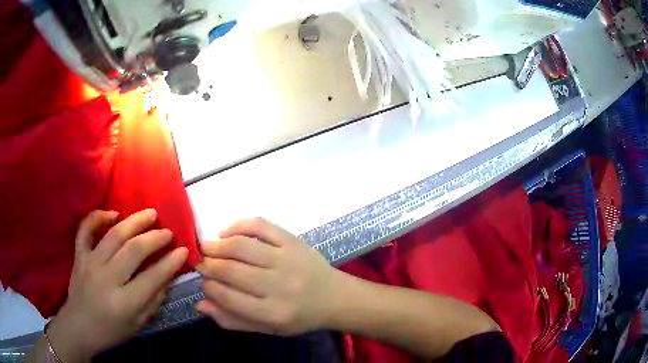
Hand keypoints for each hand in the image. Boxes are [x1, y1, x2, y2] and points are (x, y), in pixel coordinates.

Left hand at [47, 209, 187, 361]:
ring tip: (151, 214)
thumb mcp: (137, 325)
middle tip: (168, 232)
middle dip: (155, 238)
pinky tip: (113, 213)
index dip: (170, 263)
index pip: (152, 277)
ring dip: (134, 221)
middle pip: (133, 250)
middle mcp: (106, 279)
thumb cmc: (111, 331)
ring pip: (113, 235)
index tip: (183, 250)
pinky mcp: (79, 255)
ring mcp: (90, 263)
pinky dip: (97, 216)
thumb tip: (167, 278)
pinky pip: (85, 229)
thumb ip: (153, 302)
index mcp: (124, 303)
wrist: (79, 327)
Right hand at [196, 218, 338, 334]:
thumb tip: (200, 304)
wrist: (334, 297)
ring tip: (207, 248)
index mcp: (272, 313)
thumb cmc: (298, 317)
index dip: (208, 287)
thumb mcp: (267, 328)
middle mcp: (279, 286)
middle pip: (231, 270)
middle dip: (208, 265)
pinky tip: (226, 232)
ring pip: (241, 246)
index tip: (203, 282)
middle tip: (200, 262)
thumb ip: (233, 319)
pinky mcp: (293, 241)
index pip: (227, 297)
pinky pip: (261, 226)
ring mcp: (287, 259)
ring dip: (217, 245)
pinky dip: (239, 225)